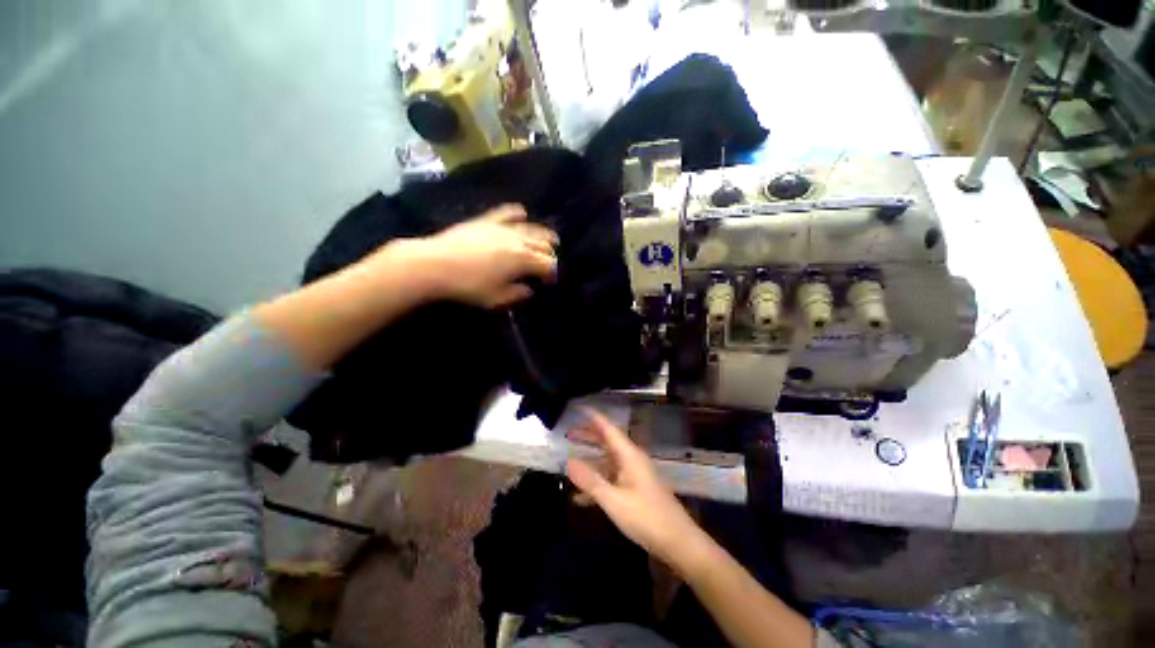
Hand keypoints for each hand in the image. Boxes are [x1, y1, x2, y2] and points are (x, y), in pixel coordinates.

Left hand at [412, 204, 557, 307]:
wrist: (434, 264)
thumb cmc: (468, 286)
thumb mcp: (496, 298)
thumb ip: (517, 294)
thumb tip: (529, 289)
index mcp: (523, 260)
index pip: (548, 264)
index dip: (552, 273)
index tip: (549, 282)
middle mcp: (518, 240)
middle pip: (543, 245)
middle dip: (550, 255)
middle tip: (549, 263)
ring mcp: (502, 227)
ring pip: (531, 228)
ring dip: (543, 235)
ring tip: (550, 240)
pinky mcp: (486, 220)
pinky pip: (506, 213)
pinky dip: (517, 213)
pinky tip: (523, 213)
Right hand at [566, 409, 707, 569]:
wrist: (679, 543)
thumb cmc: (646, 517)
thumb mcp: (614, 500)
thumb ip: (590, 481)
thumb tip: (568, 461)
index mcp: (629, 455)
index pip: (608, 428)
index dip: (593, 417)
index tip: (578, 408)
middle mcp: (632, 460)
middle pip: (607, 442)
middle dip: (589, 436)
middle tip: (568, 433)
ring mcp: (634, 475)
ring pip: (608, 461)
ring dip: (590, 461)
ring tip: (570, 462)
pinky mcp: (636, 490)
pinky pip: (612, 480)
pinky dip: (597, 483)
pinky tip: (581, 497)